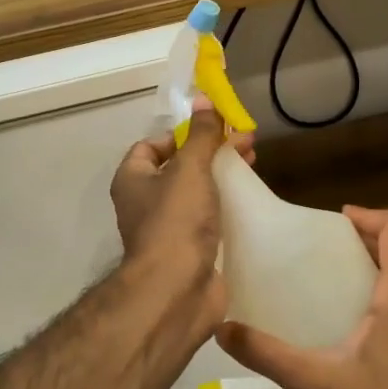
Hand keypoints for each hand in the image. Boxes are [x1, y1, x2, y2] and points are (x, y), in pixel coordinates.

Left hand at [108, 102, 256, 348]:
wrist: (176, 290)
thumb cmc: (176, 221)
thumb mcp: (190, 168)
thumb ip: (200, 135)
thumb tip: (203, 98)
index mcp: (133, 180)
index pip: (151, 146)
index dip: (180, 134)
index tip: (212, 131)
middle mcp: (145, 204)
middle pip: (179, 168)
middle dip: (212, 153)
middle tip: (246, 143)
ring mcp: (167, 230)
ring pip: (196, 195)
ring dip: (222, 179)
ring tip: (254, 166)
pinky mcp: (189, 252)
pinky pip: (208, 221)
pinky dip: (226, 209)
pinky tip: (250, 202)